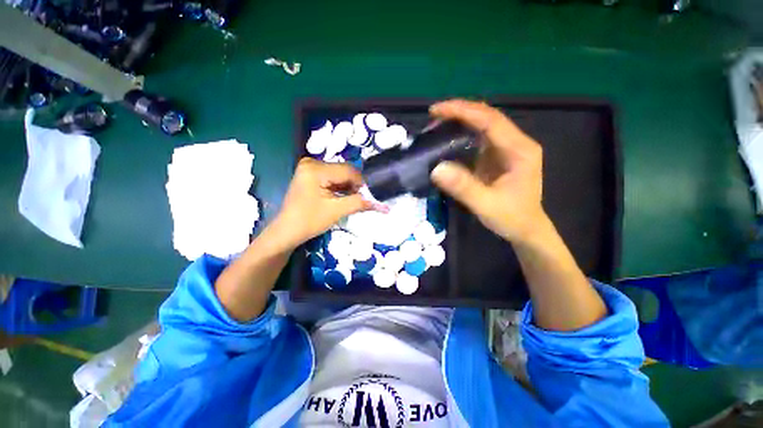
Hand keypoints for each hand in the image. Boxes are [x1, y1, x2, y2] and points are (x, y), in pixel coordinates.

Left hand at [271, 158, 372, 248]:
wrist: (287, 231)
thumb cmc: (309, 221)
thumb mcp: (337, 211)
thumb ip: (359, 203)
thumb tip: (382, 205)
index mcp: (315, 169)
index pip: (348, 171)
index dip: (362, 184)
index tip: (369, 197)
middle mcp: (311, 162)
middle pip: (344, 170)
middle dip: (355, 185)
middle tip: (360, 200)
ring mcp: (309, 167)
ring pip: (339, 174)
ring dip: (348, 186)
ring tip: (351, 200)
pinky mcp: (310, 174)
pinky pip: (332, 177)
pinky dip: (340, 186)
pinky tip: (342, 197)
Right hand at [430, 99, 547, 243]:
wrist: (526, 229)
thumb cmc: (511, 218)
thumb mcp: (486, 205)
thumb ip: (463, 187)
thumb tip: (436, 168)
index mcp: (519, 150)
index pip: (490, 120)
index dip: (463, 111)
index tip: (437, 110)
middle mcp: (516, 144)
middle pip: (487, 117)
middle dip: (460, 112)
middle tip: (433, 115)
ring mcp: (507, 149)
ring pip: (483, 125)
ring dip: (461, 121)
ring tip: (437, 123)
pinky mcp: (498, 157)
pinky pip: (480, 138)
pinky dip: (462, 134)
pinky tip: (448, 137)